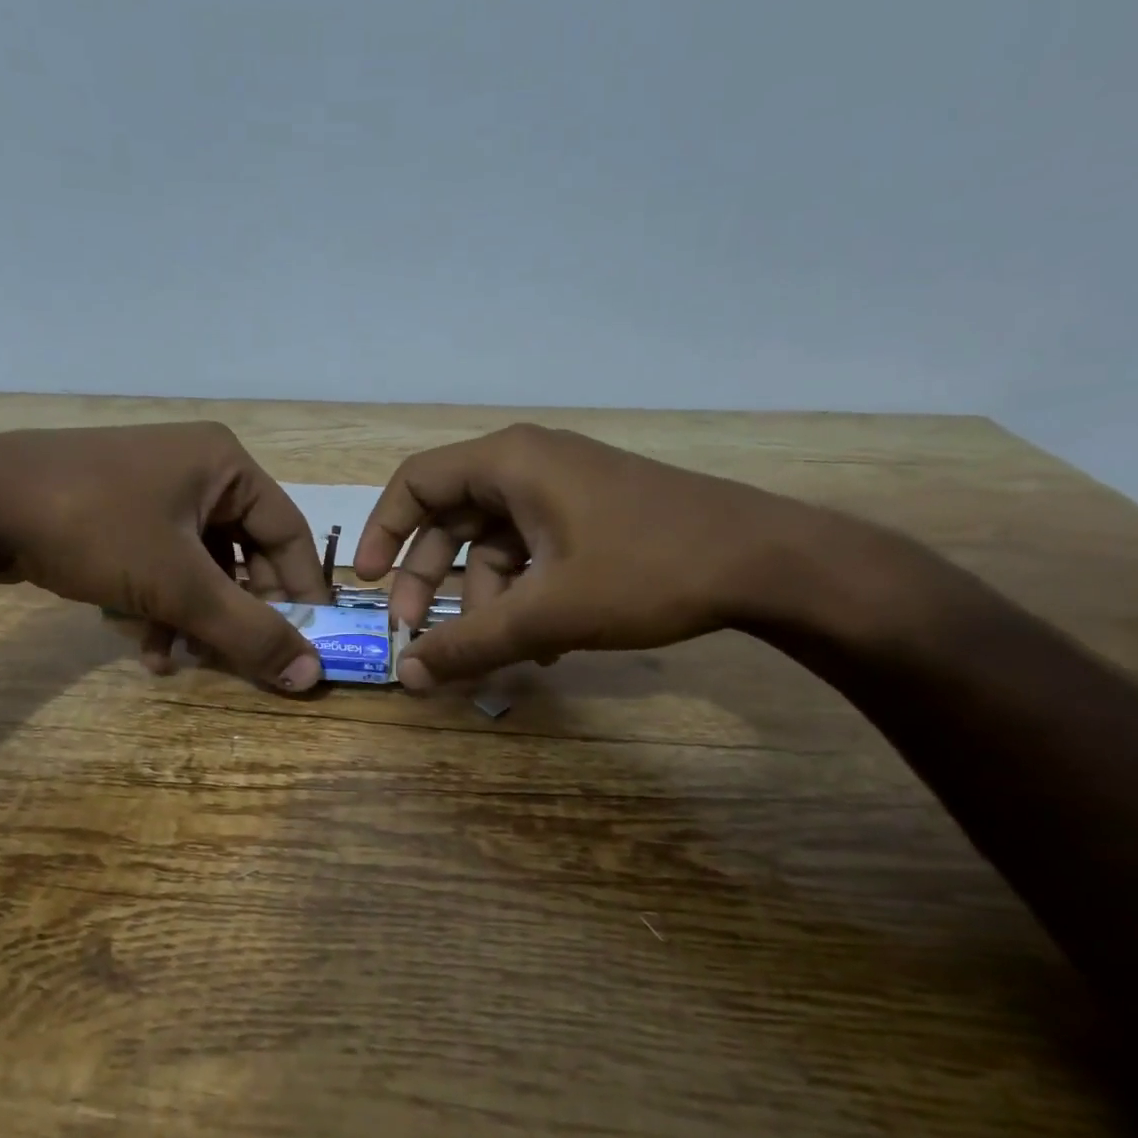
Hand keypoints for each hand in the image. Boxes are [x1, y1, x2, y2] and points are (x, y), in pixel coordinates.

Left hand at [0, 423, 331, 689]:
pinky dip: (159, 604)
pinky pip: (160, 562)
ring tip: (178, 661)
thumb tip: (313, 676)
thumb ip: (249, 632)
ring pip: (199, 565)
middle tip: (238, 660)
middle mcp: (197, 469)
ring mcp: (152, 488)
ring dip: (194, 618)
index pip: (289, 535)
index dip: (301, 593)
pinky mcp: (117, 511)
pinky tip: (143, 644)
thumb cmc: (95, 528)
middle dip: (235, 613)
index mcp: (226, 466)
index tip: (308, 645)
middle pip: (243, 553)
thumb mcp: (180, 586)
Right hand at [353, 424, 816, 689]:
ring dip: (484, 599)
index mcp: (510, 462)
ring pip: (495, 543)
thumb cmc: (648, 570)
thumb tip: (407, 676)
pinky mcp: (592, 515)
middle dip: (430, 578)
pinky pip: (534, 552)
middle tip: (417, 630)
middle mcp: (530, 464)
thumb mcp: (548, 612)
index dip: (382, 531)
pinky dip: (523, 594)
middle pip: (451, 517)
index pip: (416, 482)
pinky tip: (540, 644)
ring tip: (494, 653)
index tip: (368, 583)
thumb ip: (470, 643)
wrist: (769, 562)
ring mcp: (565, 489)